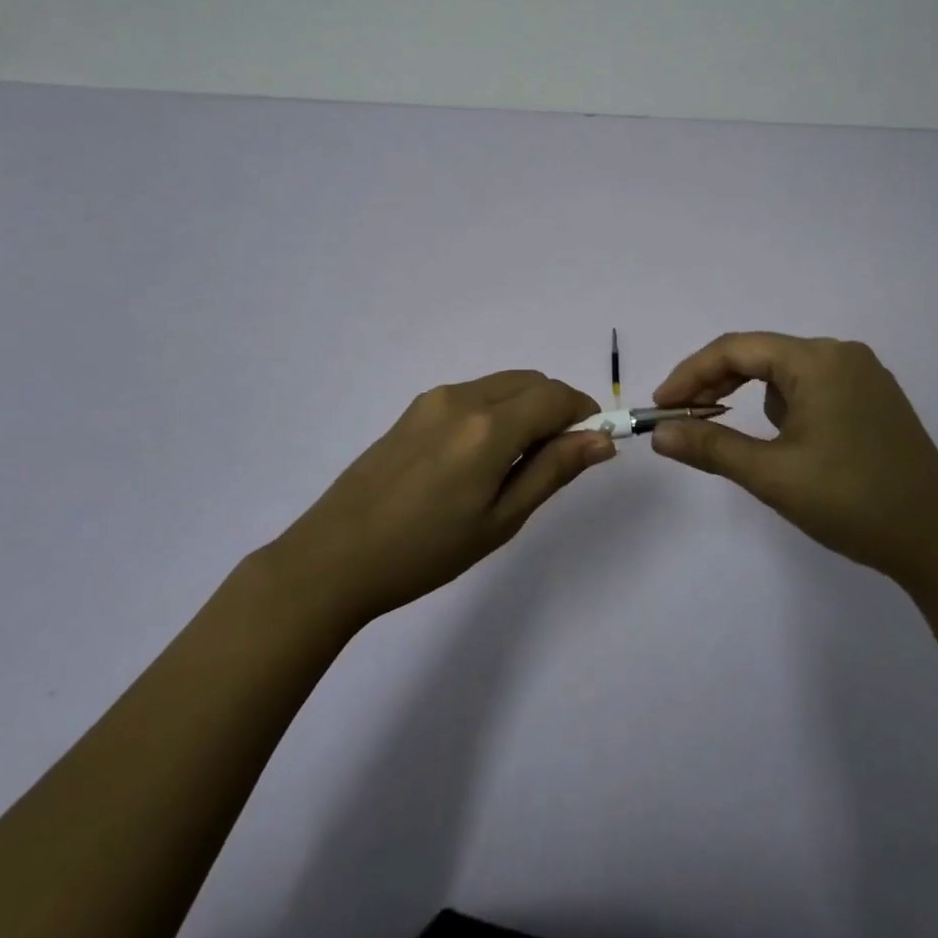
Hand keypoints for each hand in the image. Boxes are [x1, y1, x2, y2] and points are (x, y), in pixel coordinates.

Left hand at [265, 371, 614, 630]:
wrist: (336, 556)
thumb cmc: (426, 551)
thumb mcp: (500, 520)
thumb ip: (552, 470)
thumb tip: (601, 439)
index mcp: (489, 426)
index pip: (556, 395)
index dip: (583, 412)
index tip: (592, 443)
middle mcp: (463, 397)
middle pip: (530, 381)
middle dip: (556, 407)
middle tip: (555, 459)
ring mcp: (434, 399)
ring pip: (502, 385)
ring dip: (526, 407)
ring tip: (514, 464)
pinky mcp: (414, 408)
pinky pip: (473, 394)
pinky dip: (496, 410)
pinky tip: (479, 458)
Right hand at [650, 333, 937, 590]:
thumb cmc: (852, 501)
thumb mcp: (772, 475)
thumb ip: (710, 446)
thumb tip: (659, 434)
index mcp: (817, 359)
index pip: (736, 349)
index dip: (691, 374)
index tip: (661, 406)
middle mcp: (841, 354)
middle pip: (760, 356)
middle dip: (717, 385)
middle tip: (684, 418)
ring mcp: (863, 376)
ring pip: (785, 374)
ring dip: (752, 397)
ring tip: (737, 436)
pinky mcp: (875, 400)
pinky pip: (813, 388)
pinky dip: (785, 407)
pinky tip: (789, 443)